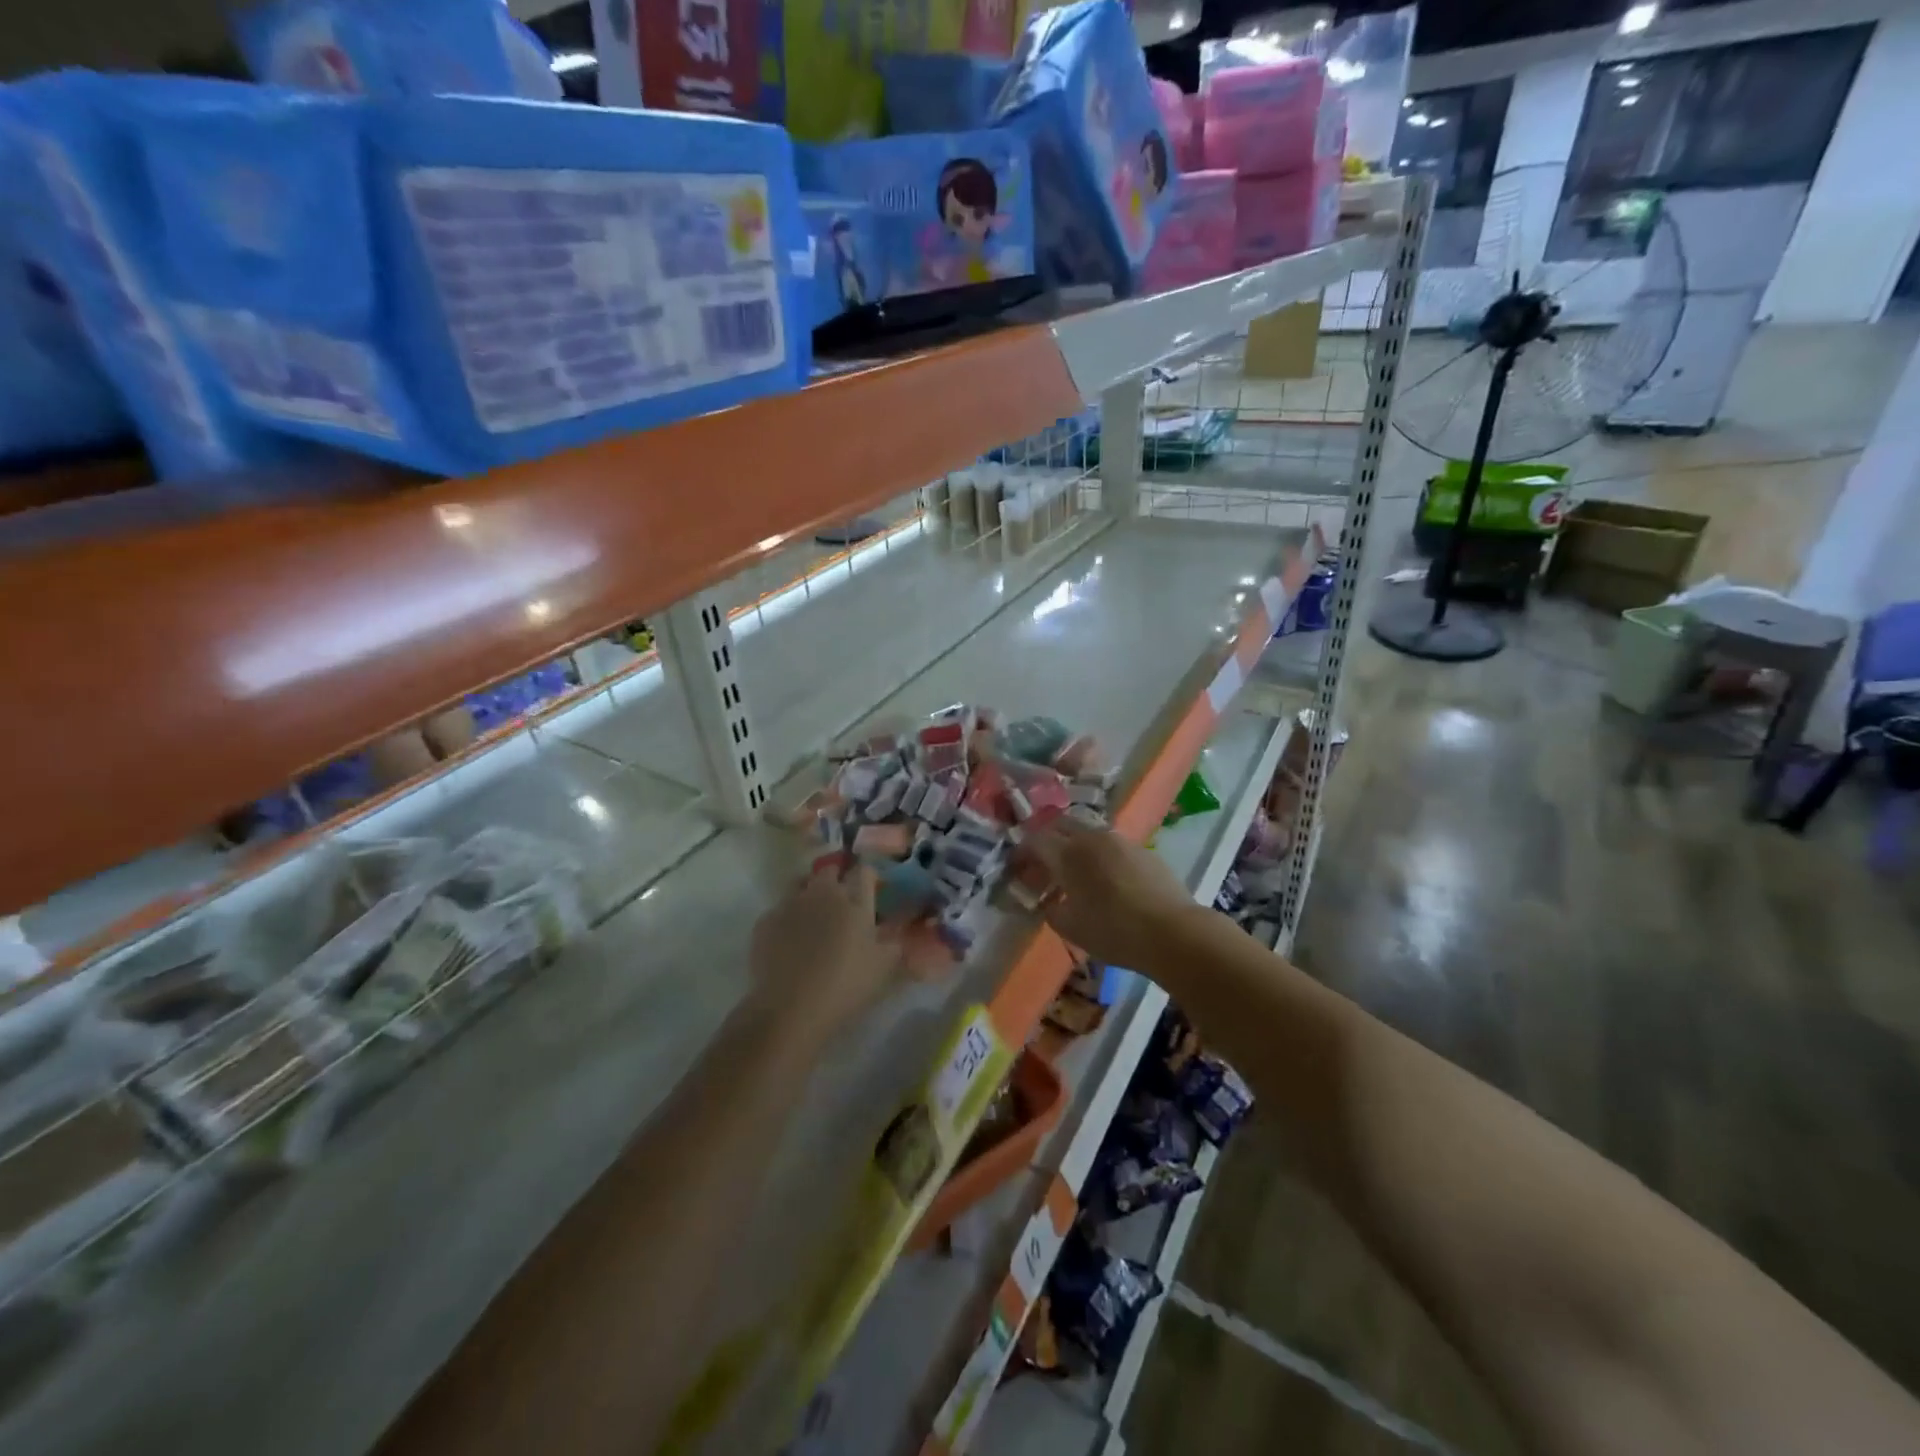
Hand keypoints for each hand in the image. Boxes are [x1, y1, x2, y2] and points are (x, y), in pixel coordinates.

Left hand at [748, 861, 901, 1040]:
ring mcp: (791, 904)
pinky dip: (787, 917)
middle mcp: (823, 894)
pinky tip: (788, 938)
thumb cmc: (845, 985)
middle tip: (842, 900)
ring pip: (801, 883)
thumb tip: (894, 933)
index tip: (872, 889)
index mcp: (855, 902)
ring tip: (812, 914)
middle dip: (838, 878)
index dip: (868, 877)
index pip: (864, 871)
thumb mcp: (883, 968)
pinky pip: (779, 909)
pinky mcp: (766, 920)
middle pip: (830, 870)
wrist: (790, 1007)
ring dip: (809, 891)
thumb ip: (893, 944)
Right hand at [1015, 817, 1194, 967]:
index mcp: (1067, 854)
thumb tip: (1050, 902)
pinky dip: (1100, 856)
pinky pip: (1112, 845)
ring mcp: (1120, 840)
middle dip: (1047, 840)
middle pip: (1061, 824)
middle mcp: (1091, 837)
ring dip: (1075, 846)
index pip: (1034, 840)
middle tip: (1044, 865)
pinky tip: (1107, 880)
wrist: (1173, 932)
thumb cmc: (1113, 931)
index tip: (1018, 869)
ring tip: (1076, 874)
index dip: (1022, 852)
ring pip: (1088, 832)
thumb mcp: (1071, 928)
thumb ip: (1052, 910)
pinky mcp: (1143, 850)